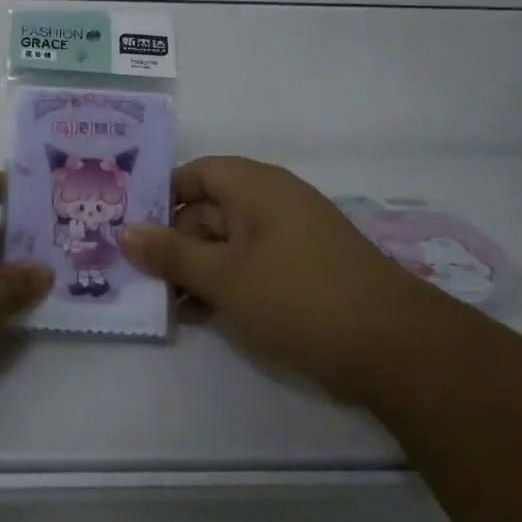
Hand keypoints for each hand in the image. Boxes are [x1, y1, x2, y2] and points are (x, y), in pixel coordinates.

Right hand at [121, 156, 439, 398]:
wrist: (397, 348)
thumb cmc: (299, 297)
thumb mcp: (224, 276)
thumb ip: (171, 253)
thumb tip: (123, 231)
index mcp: (254, 185)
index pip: (193, 173)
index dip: (159, 196)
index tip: (129, 228)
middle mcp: (272, 201)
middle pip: (207, 209)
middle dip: (173, 241)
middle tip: (139, 277)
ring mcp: (291, 236)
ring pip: (227, 241)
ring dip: (196, 268)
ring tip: (167, 304)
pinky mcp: (304, 269)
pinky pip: (251, 264)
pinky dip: (226, 283)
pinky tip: (203, 315)